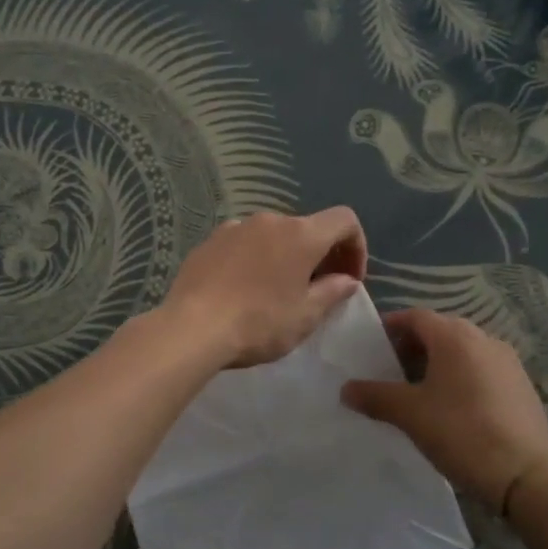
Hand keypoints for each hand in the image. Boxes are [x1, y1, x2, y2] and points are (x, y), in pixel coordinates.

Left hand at [161, 207, 366, 367]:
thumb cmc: (259, 323)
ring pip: (272, 236)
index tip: (349, 278)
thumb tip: (346, 280)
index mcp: (300, 234)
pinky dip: (254, 260)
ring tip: (277, 292)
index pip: (344, 220)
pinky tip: (243, 290)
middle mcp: (269, 220)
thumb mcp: (305, 316)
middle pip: (306, 228)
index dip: (356, 246)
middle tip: (317, 291)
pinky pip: (243, 244)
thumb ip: (332, 292)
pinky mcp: (209, 241)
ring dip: (284, 257)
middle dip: (319, 255)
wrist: (192, 328)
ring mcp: (235, 227)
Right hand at [342, 307, 547, 508]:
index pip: (415, 316)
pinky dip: (462, 377)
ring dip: (438, 362)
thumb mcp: (410, 414)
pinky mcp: (522, 385)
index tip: (372, 346)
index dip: (391, 327)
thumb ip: (375, 396)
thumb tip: (346, 389)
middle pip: (440, 331)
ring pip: (463, 351)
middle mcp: (484, 338)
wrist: (525, 476)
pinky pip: (482, 369)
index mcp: (455, 337)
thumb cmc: (461, 433)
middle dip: (413, 346)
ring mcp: (508, 361)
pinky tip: (453, 407)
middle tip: (391, 371)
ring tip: (419, 392)